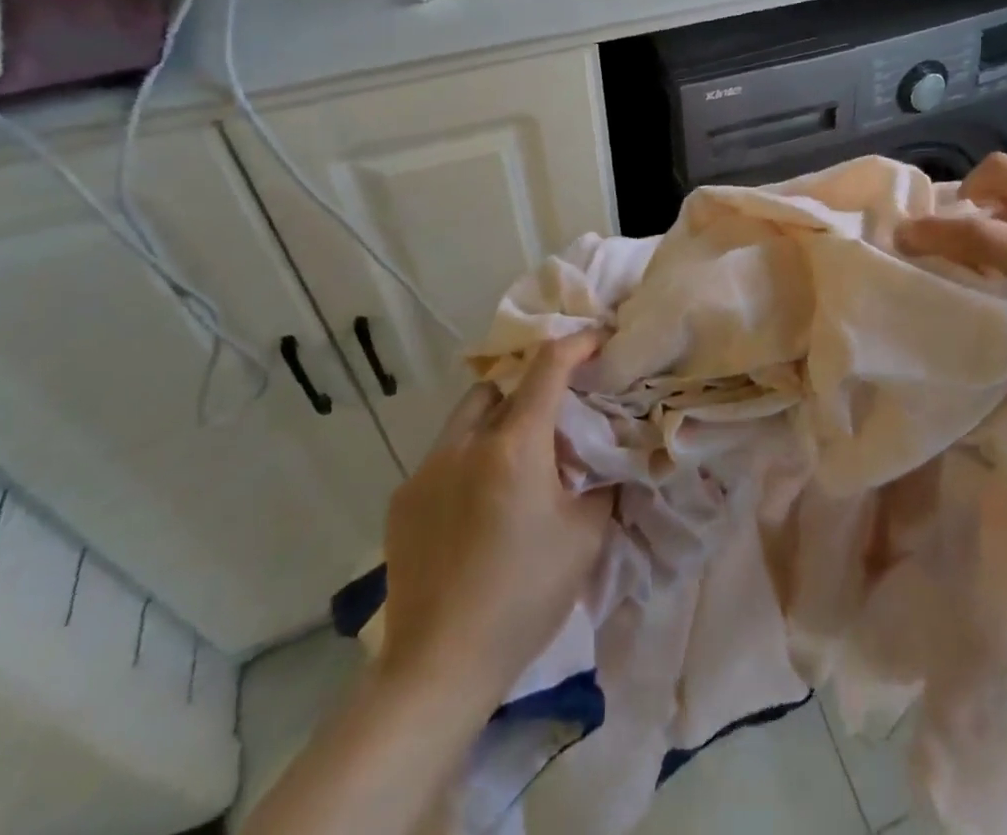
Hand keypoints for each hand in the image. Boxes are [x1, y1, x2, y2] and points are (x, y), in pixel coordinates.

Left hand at [379, 331, 612, 704]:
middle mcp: (465, 443)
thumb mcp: (585, 536)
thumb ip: (599, 482)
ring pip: (466, 417)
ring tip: (514, 459)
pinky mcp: (403, 500)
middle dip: (529, 386)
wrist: (439, 667)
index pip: (549, 367)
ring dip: (496, 420)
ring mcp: (426, 470)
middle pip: (500, 384)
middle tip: (553, 415)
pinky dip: (468, 459)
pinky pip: (443, 457)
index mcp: (514, 445)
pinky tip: (479, 503)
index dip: (576, 343)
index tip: (597, 339)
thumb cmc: (524, 596)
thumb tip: (604, 459)